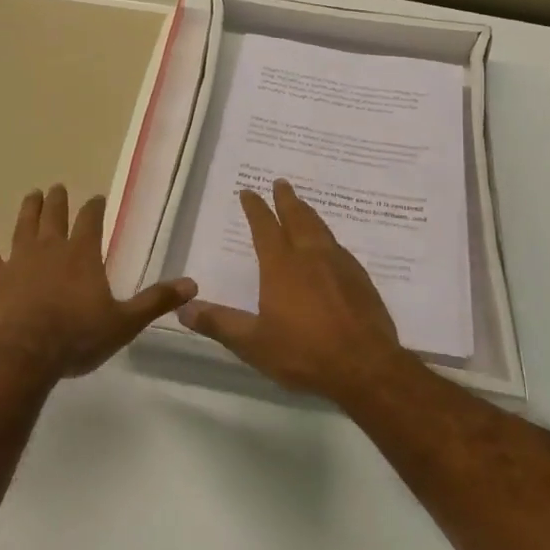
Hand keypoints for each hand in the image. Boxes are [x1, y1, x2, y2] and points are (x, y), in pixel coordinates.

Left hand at [0, 185, 196, 383]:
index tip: (96, 198)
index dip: (94, 207)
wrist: (25, 355)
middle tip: (57, 188)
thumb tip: (192, 284)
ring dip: (28, 209)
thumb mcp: (124, 322)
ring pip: (23, 227)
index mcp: (83, 255)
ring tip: (31, 195)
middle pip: (55, 216)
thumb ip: (156, 301)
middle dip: (58, 200)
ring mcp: (19, 261)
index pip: (91, 221)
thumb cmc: (77, 338)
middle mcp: (51, 248)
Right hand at [178, 180, 411, 400]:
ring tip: (302, 205)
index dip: (255, 208)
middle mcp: (310, 256)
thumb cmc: (304, 353)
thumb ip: (219, 323)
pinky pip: (339, 247)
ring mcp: (339, 265)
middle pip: (297, 218)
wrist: (366, 366)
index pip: (264, 227)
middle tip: (281, 183)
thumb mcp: (253, 343)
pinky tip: (330, 246)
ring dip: (308, 213)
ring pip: (321, 228)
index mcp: (281, 266)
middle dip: (286, 200)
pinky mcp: (360, 279)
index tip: (248, 191)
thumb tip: (184, 308)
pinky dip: (327, 237)